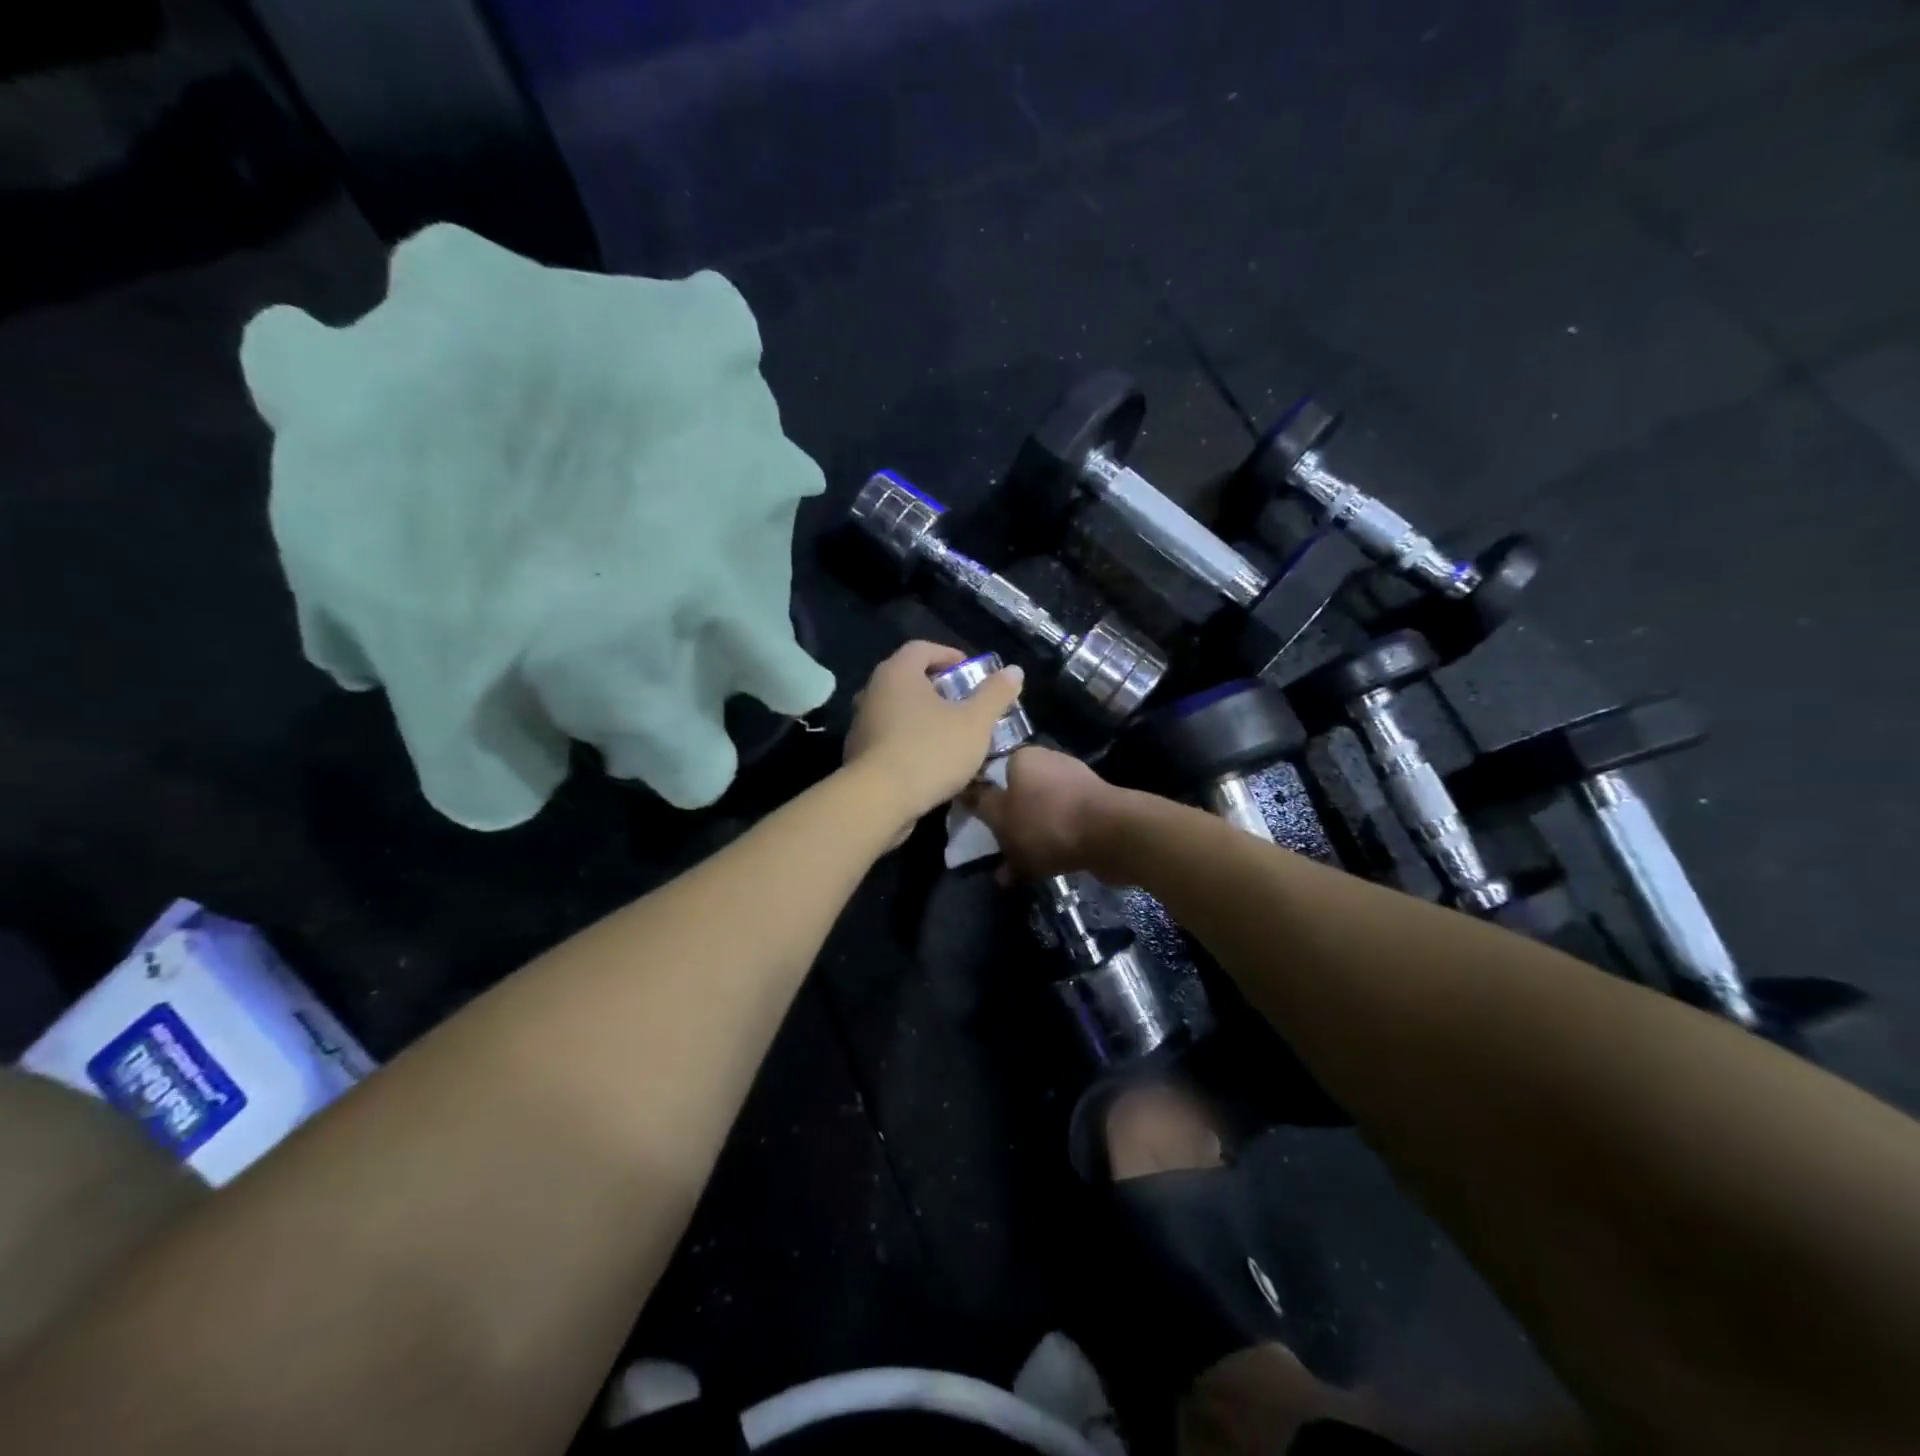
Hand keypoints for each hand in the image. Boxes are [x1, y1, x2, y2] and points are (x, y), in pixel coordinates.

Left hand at [844, 641, 1024, 838]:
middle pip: (908, 679)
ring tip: (951, 734)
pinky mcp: (858, 754)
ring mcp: (862, 723)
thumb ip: (995, 694)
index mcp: (897, 673)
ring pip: (898, 710)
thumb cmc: (930, 751)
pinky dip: (910, 740)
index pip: (921, 648)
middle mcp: (873, 691)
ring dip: (924, 717)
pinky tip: (931, 761)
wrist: (878, 801)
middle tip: (965, 703)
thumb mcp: (974, 722)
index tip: (970, 672)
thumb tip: (1014, 671)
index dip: (949, 655)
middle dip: (938, 688)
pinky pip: (889, 737)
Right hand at [964, 745, 1123, 880]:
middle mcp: (1051, 764)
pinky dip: (1054, 847)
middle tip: (1000, 852)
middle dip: (1010, 826)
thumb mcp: (1001, 816)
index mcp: (1025, 757)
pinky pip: (1064, 829)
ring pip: (1042, 815)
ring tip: (1018, 871)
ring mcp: (1077, 787)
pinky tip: (1045, 871)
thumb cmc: (1047, 821)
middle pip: (1019, 796)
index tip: (979, 825)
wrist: (1112, 835)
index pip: (994, 773)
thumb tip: (966, 793)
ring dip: (1031, 841)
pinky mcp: (1096, 810)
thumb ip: (981, 806)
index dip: (984, 799)